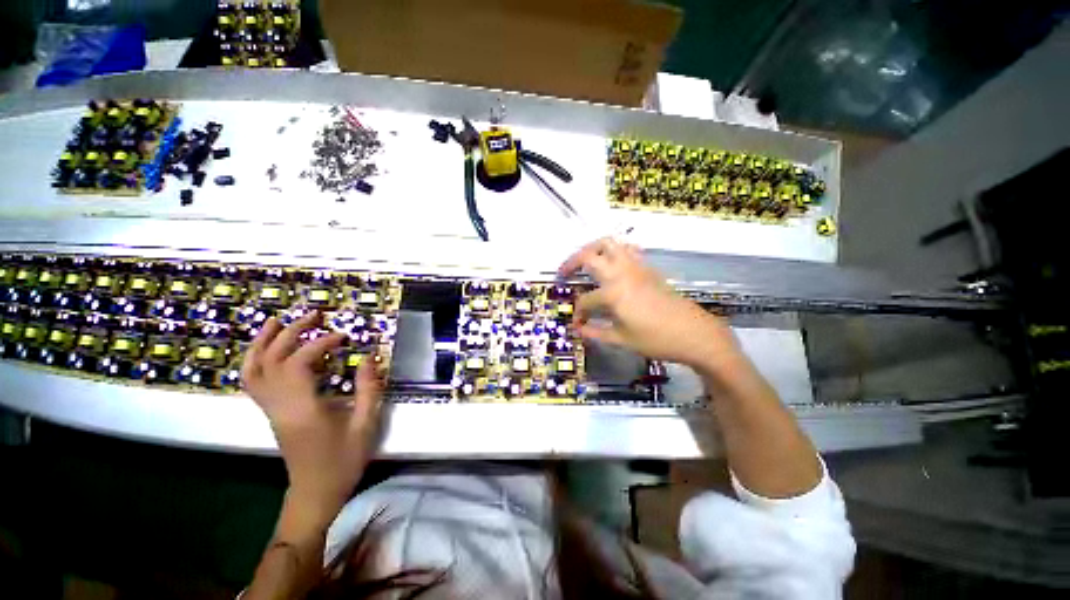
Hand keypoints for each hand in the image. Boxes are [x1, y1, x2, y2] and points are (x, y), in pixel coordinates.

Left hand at [242, 311, 383, 526]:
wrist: (315, 493)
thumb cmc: (343, 461)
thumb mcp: (365, 425)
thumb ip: (369, 389)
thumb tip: (370, 358)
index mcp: (303, 409)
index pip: (301, 363)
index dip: (321, 343)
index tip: (344, 337)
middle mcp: (279, 406)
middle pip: (272, 360)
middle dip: (292, 332)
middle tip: (315, 316)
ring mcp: (270, 410)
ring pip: (253, 370)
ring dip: (263, 342)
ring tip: (277, 321)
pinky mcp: (271, 413)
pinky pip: (253, 381)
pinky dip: (257, 360)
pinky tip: (270, 350)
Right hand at [559, 237, 735, 368]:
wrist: (694, 333)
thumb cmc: (656, 340)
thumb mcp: (622, 340)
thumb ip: (596, 332)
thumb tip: (579, 329)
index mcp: (612, 293)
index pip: (585, 301)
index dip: (578, 313)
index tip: (578, 324)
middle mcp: (621, 273)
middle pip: (589, 256)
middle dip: (571, 262)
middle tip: (563, 272)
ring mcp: (635, 267)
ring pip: (609, 244)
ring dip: (592, 249)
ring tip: (584, 262)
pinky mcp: (647, 268)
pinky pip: (627, 249)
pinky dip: (614, 251)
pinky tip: (611, 263)